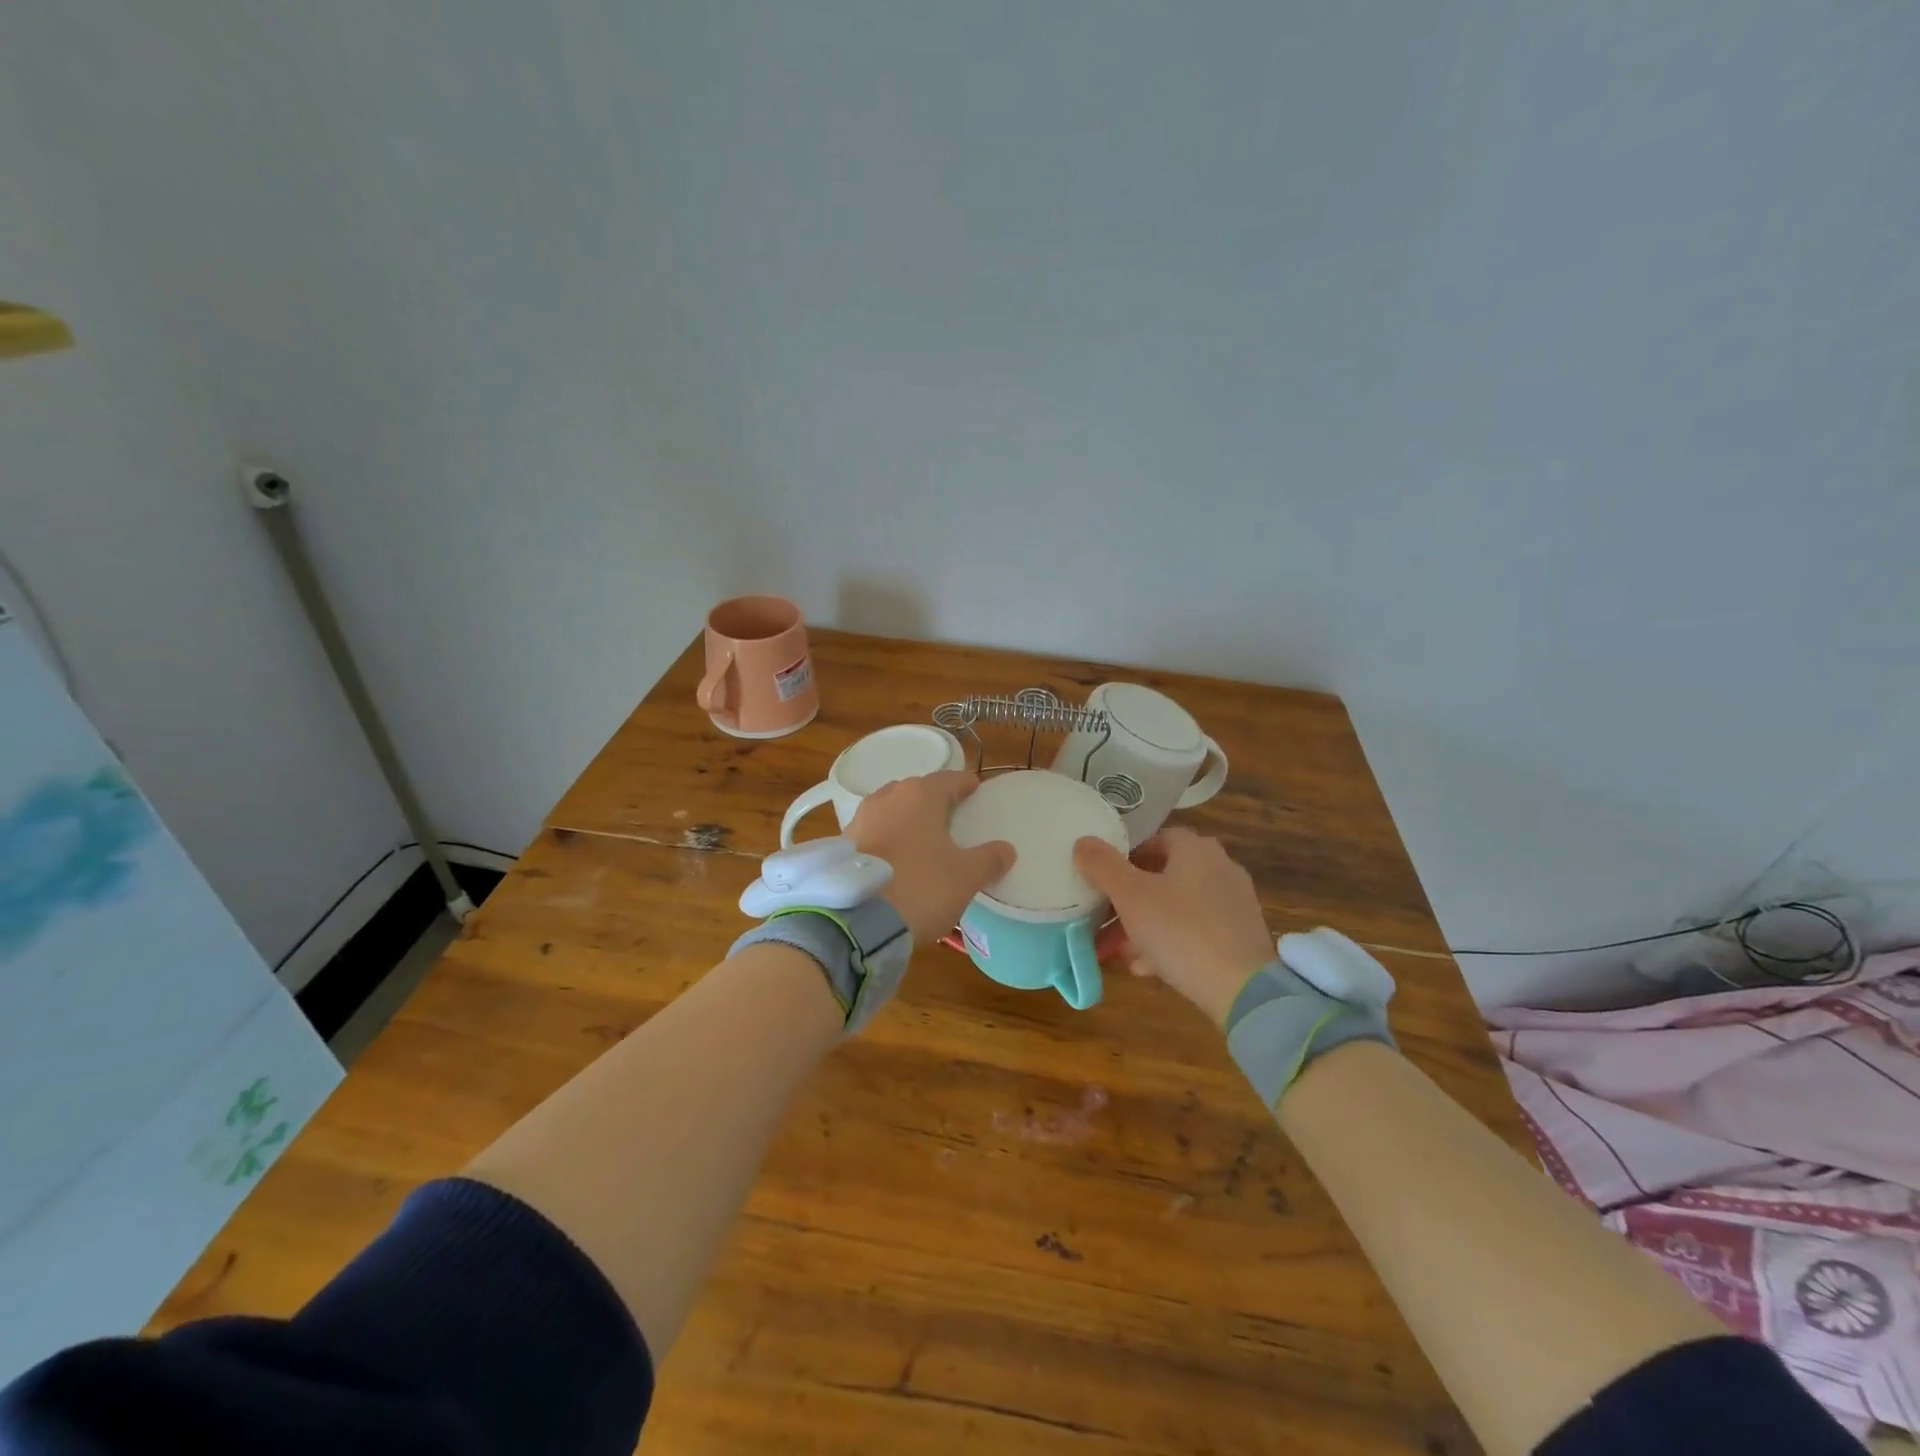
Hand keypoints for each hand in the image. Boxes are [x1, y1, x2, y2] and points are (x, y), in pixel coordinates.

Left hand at [846, 771, 1014, 944]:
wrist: (857, 921)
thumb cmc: (920, 888)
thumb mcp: (965, 877)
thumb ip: (989, 859)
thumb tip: (1006, 849)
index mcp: (920, 795)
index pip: (950, 779)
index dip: (965, 785)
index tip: (976, 790)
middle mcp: (887, 797)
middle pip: (917, 791)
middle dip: (933, 801)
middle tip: (951, 817)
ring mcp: (861, 819)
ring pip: (891, 810)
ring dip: (907, 820)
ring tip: (922, 839)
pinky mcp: (843, 844)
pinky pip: (874, 833)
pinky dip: (888, 839)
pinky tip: (896, 859)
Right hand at [1073, 827, 1274, 1027]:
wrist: (1243, 990)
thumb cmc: (1181, 931)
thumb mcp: (1131, 897)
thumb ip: (1103, 866)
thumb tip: (1083, 841)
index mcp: (1196, 849)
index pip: (1154, 839)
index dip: (1124, 857)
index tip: (1101, 880)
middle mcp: (1219, 868)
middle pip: (1162, 876)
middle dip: (1128, 899)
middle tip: (1102, 920)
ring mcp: (1233, 903)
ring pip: (1176, 907)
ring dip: (1144, 925)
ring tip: (1118, 951)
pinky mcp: (1240, 937)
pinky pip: (1194, 931)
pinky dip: (1169, 942)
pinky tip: (1146, 967)